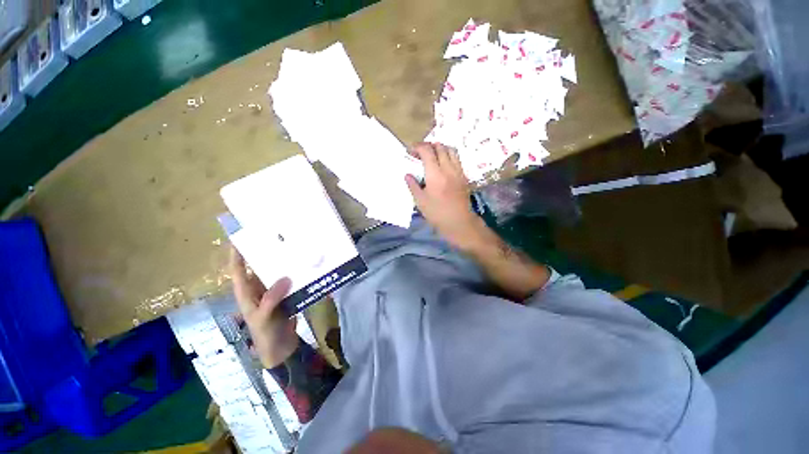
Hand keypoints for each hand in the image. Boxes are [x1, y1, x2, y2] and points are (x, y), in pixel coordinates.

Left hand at [230, 247, 298, 367]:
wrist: (281, 347)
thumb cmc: (265, 334)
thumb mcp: (263, 318)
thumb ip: (271, 299)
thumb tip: (285, 277)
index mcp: (246, 292)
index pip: (238, 269)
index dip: (237, 253)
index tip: (243, 236)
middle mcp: (258, 287)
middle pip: (259, 266)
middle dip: (266, 252)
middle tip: (279, 236)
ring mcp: (273, 291)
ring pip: (276, 271)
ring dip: (284, 261)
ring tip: (296, 246)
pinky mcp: (287, 294)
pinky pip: (290, 279)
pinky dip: (296, 272)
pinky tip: (306, 265)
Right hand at [405, 142, 483, 248]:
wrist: (459, 222)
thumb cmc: (437, 213)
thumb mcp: (420, 201)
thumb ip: (413, 185)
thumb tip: (407, 175)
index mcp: (435, 174)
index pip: (427, 151)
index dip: (417, 147)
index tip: (410, 152)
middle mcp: (448, 168)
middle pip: (440, 146)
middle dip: (428, 146)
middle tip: (420, 154)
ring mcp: (458, 171)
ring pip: (451, 150)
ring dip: (440, 149)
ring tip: (433, 156)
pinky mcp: (464, 176)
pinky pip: (457, 159)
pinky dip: (449, 156)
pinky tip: (443, 165)